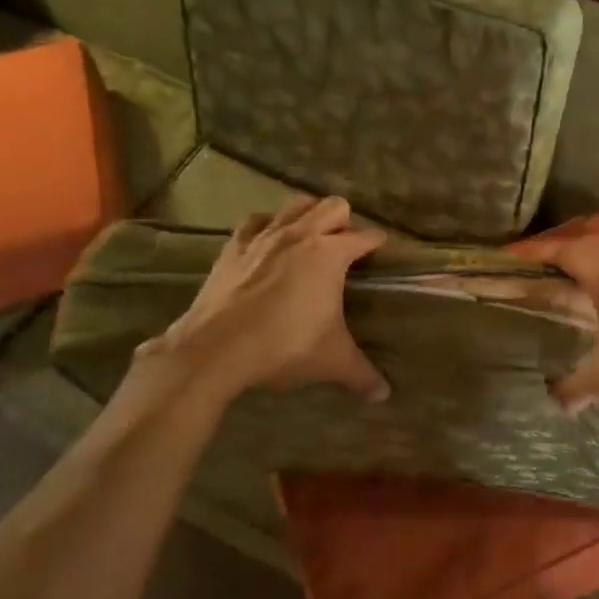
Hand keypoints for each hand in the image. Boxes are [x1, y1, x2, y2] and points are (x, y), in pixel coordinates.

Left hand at [135, 195, 389, 402]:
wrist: (215, 350)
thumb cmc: (283, 347)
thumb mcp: (331, 361)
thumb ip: (362, 374)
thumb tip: (384, 394)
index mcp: (330, 254)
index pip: (365, 237)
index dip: (377, 243)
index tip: (382, 249)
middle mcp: (300, 235)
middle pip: (333, 206)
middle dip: (345, 221)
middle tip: (345, 246)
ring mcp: (264, 237)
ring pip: (295, 204)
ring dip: (309, 213)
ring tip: (312, 234)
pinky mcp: (234, 247)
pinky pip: (256, 221)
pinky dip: (267, 224)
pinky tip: (269, 238)